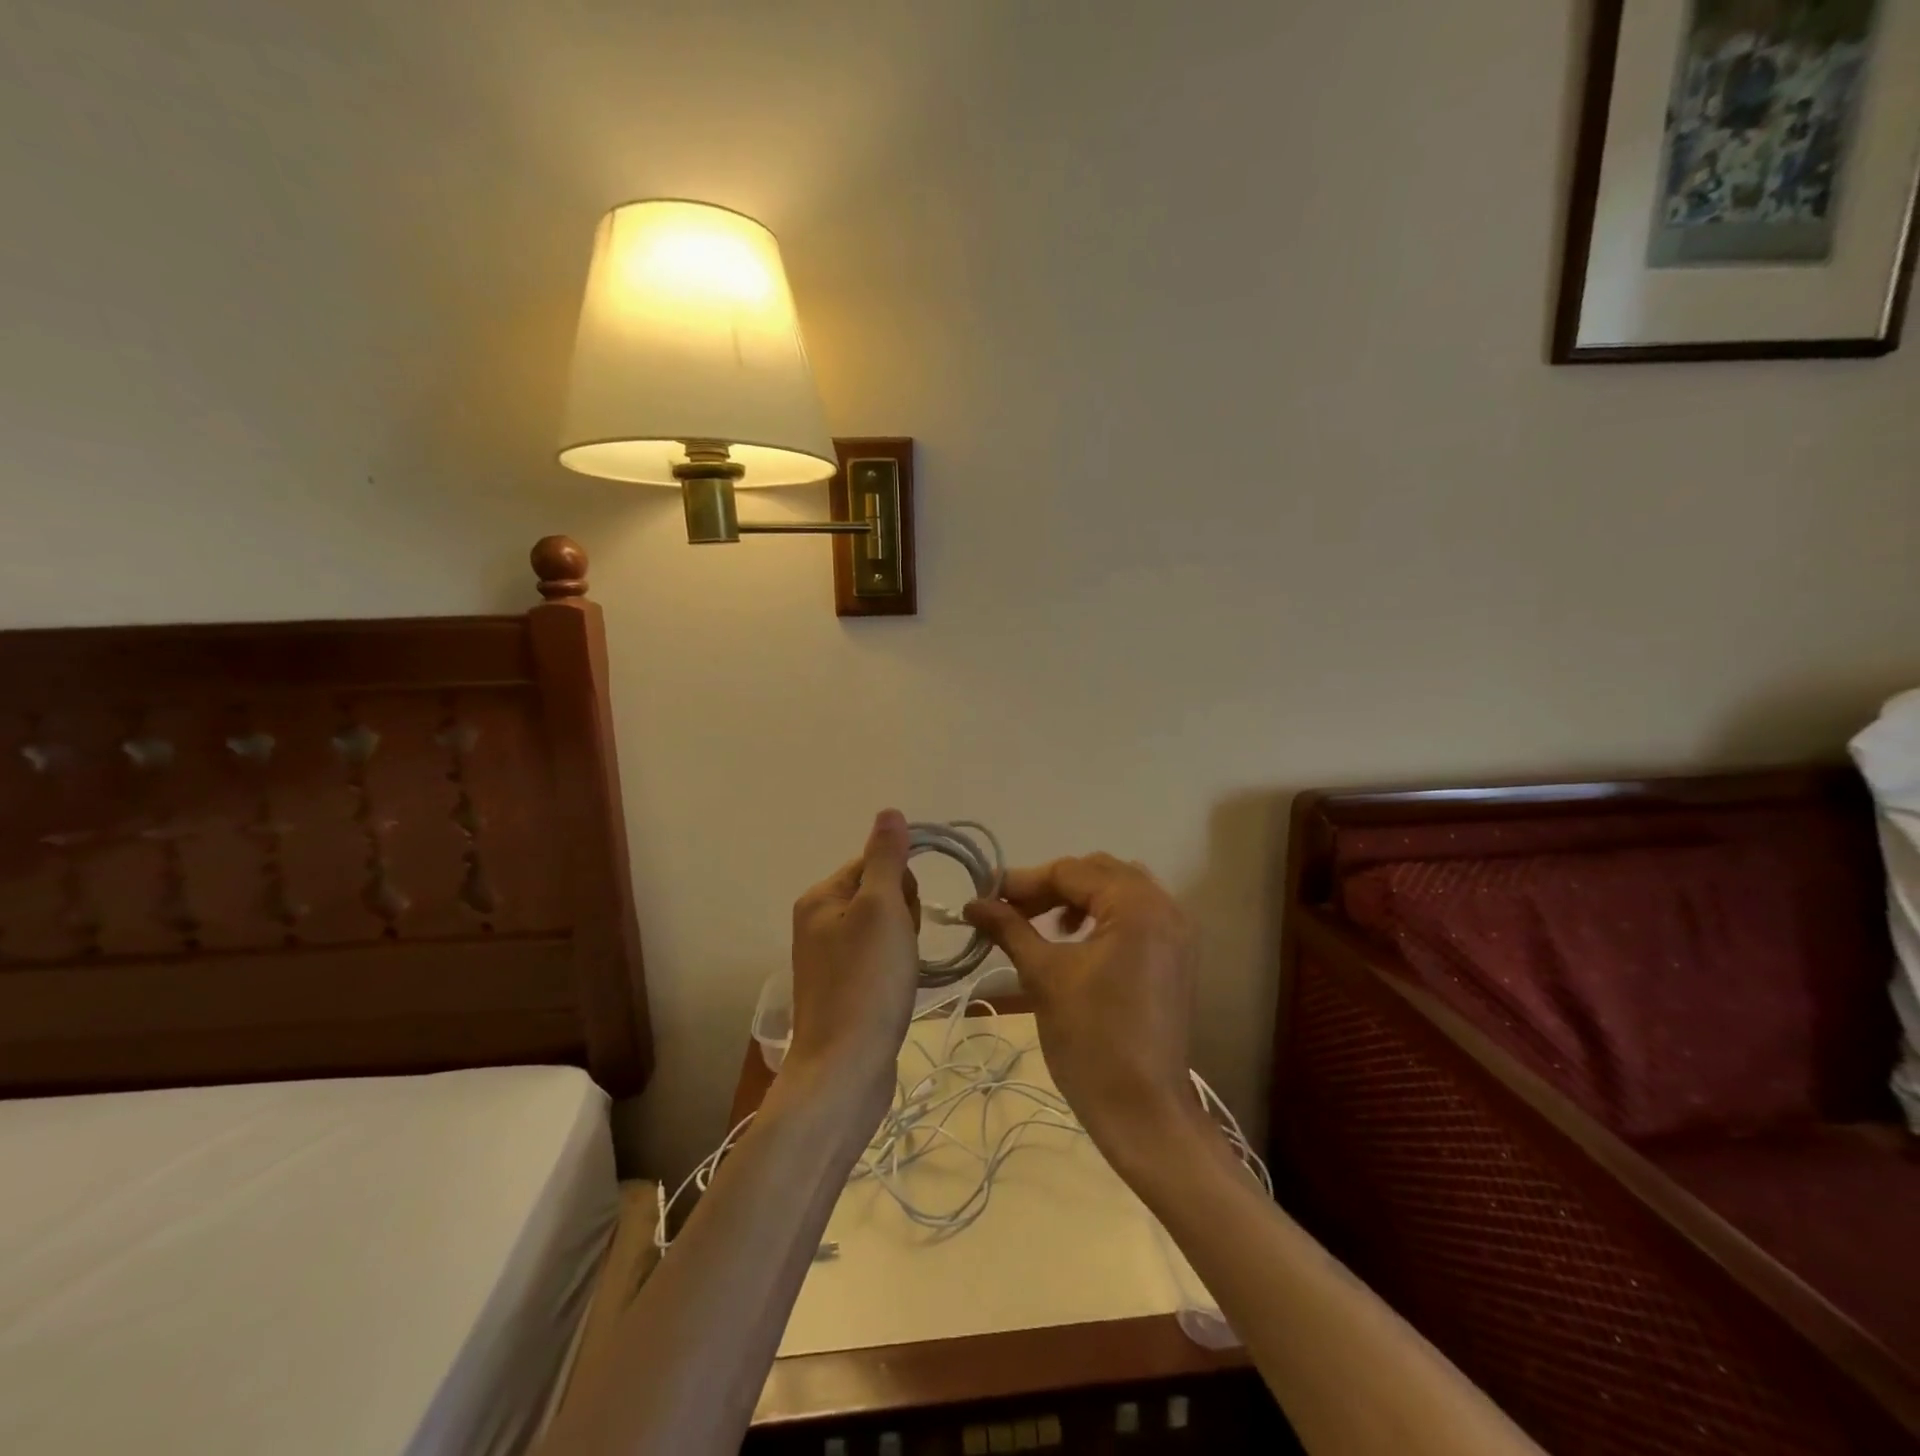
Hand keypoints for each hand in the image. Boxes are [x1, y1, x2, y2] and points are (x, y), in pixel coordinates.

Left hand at [786, 810, 922, 1128]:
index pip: (874, 862)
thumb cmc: (866, 982)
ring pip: (884, 927)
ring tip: (900, 973)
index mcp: (820, 897)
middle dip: (903, 914)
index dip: (902, 884)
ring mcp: (827, 957)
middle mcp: (817, 921)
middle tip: (901, 949)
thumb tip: (889, 812)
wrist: (845, 1070)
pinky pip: (878, 957)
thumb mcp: (882, 908)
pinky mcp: (842, 987)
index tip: (905, 918)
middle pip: (880, 893)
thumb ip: (886, 858)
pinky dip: (894, 967)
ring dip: (903, 942)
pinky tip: (896, 989)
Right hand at [964, 855, 1204, 1174]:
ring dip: (1078, 898)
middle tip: (1011, 909)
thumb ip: (1009, 928)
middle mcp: (1165, 907)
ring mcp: (1177, 932)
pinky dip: (1103, 916)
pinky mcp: (1176, 956)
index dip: (1024, 882)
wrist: (1143, 1110)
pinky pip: (1136, 915)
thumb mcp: (1043, 975)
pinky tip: (1075, 941)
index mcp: (1137, 905)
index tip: (986, 895)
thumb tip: (972, 903)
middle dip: (1051, 886)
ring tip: (1044, 925)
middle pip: (1098, 872)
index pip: (1071, 872)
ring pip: (1119, 890)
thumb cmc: (1090, 1039)